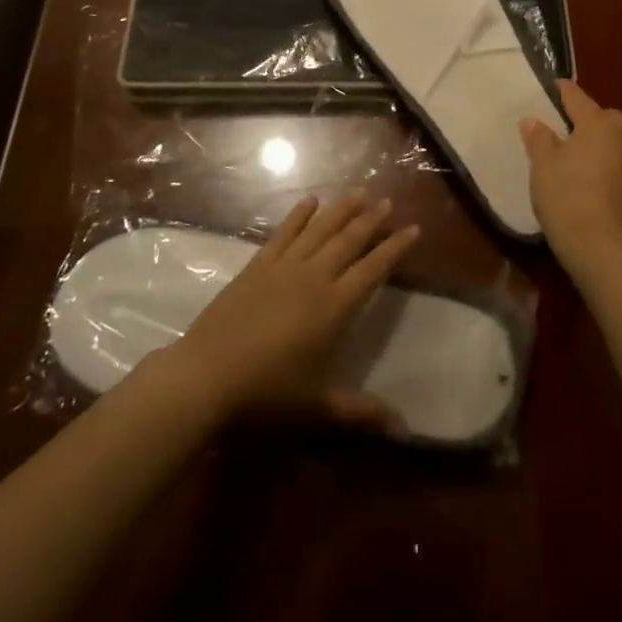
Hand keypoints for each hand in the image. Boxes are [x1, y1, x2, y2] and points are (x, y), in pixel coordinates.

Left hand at [166, 191, 418, 429]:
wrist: (207, 375)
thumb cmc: (267, 393)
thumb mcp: (318, 407)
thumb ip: (361, 412)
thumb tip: (405, 430)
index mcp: (334, 307)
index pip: (373, 269)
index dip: (394, 248)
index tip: (413, 228)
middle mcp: (313, 277)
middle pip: (348, 241)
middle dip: (370, 220)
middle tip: (387, 201)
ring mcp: (283, 267)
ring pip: (319, 230)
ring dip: (340, 210)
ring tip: (358, 192)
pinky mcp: (257, 266)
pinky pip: (283, 233)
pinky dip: (298, 216)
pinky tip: (309, 201)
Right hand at [520, 80, 621, 277]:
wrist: (603, 248)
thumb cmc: (566, 196)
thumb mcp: (542, 165)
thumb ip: (539, 138)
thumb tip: (533, 121)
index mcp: (599, 124)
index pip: (578, 98)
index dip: (564, 91)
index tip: (556, 85)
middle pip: (606, 119)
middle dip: (590, 119)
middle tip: (567, 130)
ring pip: (618, 144)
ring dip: (603, 146)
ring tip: (581, 159)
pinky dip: (611, 170)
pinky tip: (595, 186)